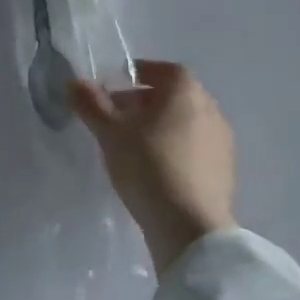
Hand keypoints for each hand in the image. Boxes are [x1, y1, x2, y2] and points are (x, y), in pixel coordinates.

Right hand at [69, 60, 236, 276]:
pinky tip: (154, 171)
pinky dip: (173, 151)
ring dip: (159, 128)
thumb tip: (74, 82)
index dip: (138, 74)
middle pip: (173, 96)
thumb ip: (92, 104)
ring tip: (131, 147)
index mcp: (187, 91)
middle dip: (144, 102)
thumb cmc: (149, 166)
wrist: (192, 230)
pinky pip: (194, 149)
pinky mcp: (225, 173)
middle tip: (116, 118)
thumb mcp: (111, 133)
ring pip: (184, 124)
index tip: (114, 88)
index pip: (163, 70)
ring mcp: (222, 142)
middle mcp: (211, 109)